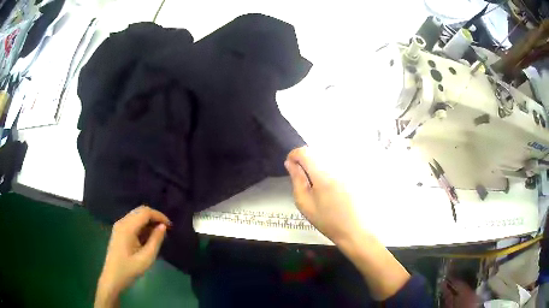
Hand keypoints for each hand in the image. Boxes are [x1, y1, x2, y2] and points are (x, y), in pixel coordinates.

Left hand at [95, 206, 170, 307]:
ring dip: (149, 221)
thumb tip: (163, 226)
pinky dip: (142, 226)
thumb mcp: (146, 258)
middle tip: (166, 229)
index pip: (145, 212)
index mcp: (127, 227)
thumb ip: (155, 241)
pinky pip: (133, 222)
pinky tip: (148, 237)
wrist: (113, 277)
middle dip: (154, 217)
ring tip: (159, 234)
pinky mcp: (119, 231)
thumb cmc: (129, 269)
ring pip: (136, 215)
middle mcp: (122, 222)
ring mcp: (119, 226)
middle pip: (140, 211)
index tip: (170, 226)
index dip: (159, 216)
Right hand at [286, 146, 410, 300]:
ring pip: (328, 155)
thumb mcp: (305, 204)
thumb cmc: (328, 220)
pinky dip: (331, 167)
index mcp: (322, 175)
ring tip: (319, 182)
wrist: (356, 229)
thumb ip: (297, 180)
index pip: (305, 152)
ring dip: (318, 163)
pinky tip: (333, 185)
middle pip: (317, 151)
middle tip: (303, 177)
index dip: (294, 155)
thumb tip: (290, 163)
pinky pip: (339, 161)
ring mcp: (348, 168)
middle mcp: (337, 166)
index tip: (291, 165)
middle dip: (306, 160)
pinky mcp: (356, 171)